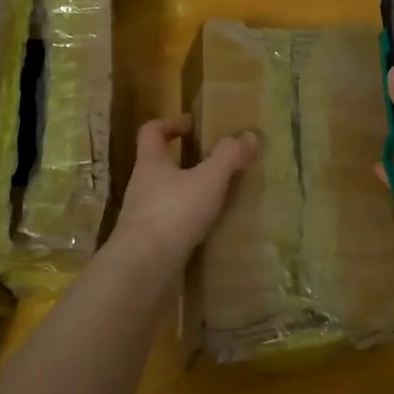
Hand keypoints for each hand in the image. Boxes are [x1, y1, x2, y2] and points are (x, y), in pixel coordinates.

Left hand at [112, 116, 258, 269]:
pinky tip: (211, 229)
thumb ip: (229, 157)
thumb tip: (251, 135)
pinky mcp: (150, 243)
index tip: (194, 126)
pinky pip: (172, 224)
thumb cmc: (172, 213)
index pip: (151, 131)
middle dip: (186, 161)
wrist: (142, 270)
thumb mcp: (208, 180)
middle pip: (160, 164)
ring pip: (167, 195)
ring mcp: (143, 217)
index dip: (171, 123)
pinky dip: (190, 222)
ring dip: (190, 193)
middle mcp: (142, 186)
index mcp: (150, 163)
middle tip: (217, 163)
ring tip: (220, 197)